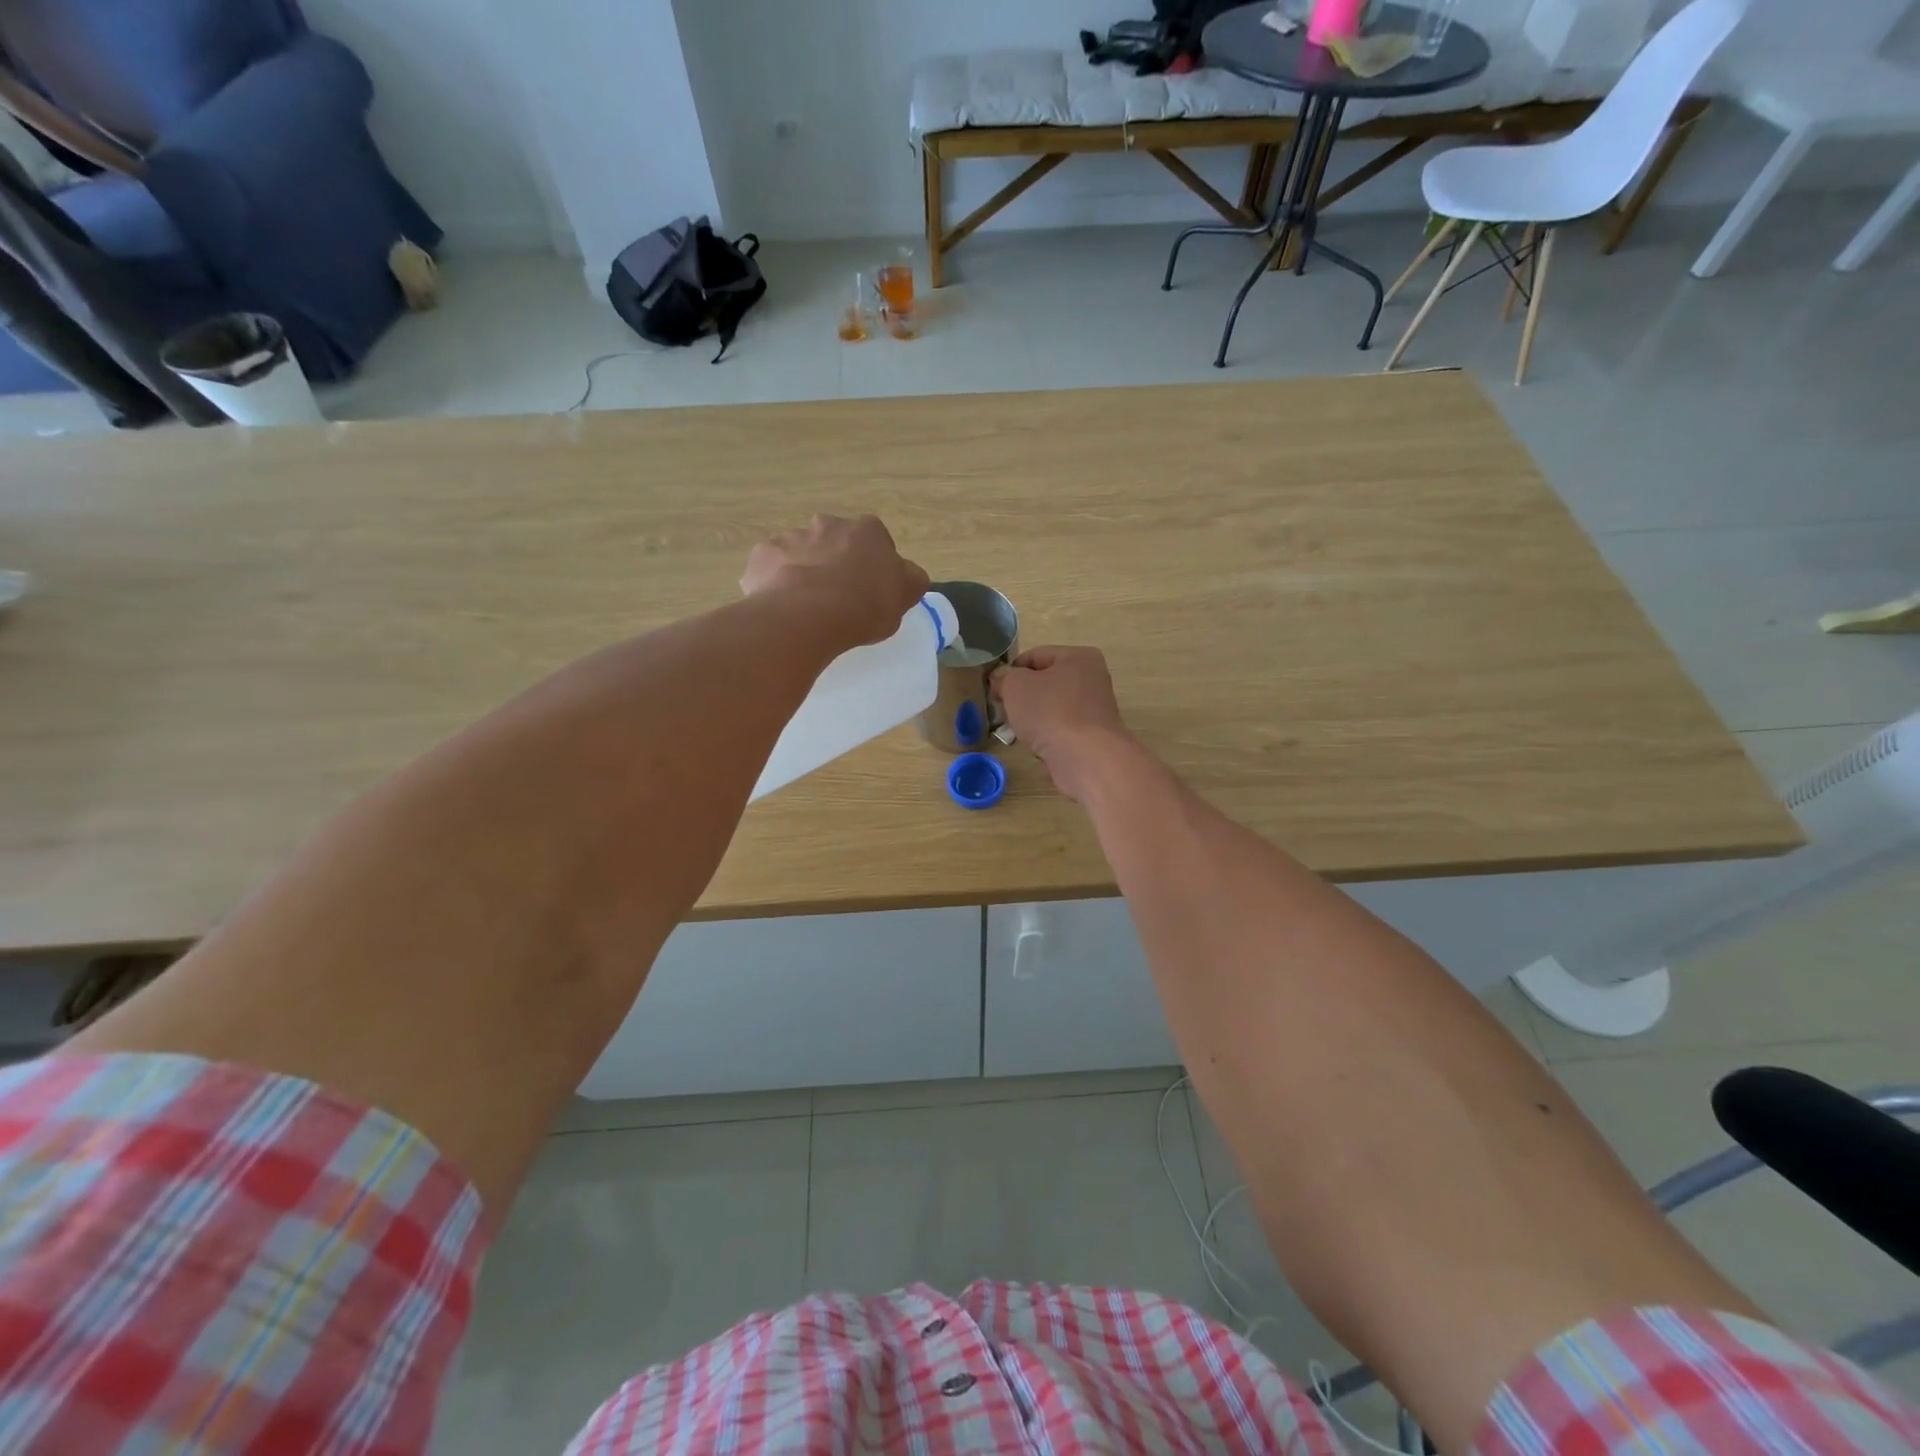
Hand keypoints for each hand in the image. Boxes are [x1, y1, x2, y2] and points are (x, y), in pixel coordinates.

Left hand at [741, 514, 930, 648]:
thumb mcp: (905, 595)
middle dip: (834, 562)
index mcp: (867, 530)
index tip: (870, 589)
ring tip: (806, 608)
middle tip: (837, 598)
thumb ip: (908, 579)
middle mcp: (828, 524)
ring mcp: (791, 537)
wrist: (809, 616)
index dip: (872, 565)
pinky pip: (770, 570)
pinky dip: (775, 584)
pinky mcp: (762, 556)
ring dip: (803, 572)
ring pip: (800, 554)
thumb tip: (906, 574)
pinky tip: (782, 608)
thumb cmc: (865, 605)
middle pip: (834, 542)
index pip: (875, 541)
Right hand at [991, 646, 1134, 802]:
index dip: (1010, 671)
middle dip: (1022, 697)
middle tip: (1004, 710)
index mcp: (1079, 657)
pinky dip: (1047, 737)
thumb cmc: (1050, 712)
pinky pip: (1061, 731)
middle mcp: (1093, 680)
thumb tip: (1000, 678)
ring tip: (1017, 732)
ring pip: (1051, 709)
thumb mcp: (1016, 686)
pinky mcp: (1092, 737)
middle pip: (1045, 683)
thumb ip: (1004, 677)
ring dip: (1033, 720)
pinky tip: (1036, 747)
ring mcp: (1094, 710)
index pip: (1035, 656)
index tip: (995, 690)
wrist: (1085, 758)